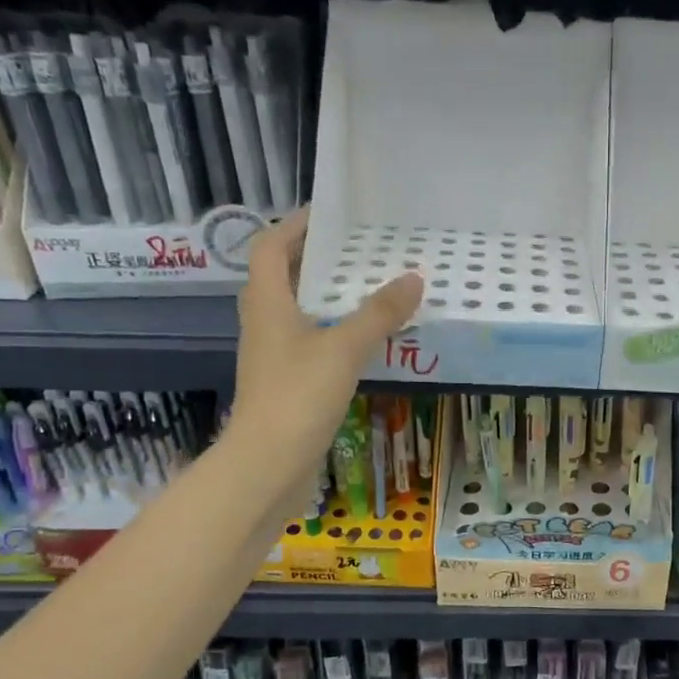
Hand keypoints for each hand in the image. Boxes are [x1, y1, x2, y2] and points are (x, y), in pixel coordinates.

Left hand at [230, 210, 423, 481]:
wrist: (269, 463)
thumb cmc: (298, 396)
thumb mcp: (344, 349)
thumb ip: (379, 314)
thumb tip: (413, 278)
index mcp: (268, 302)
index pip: (272, 246)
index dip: (296, 225)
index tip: (332, 215)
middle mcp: (265, 322)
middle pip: (286, 276)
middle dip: (320, 258)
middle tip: (362, 249)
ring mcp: (275, 354)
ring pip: (300, 310)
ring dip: (330, 296)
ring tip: (372, 287)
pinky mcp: (287, 382)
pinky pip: (312, 341)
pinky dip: (336, 330)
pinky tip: (367, 338)